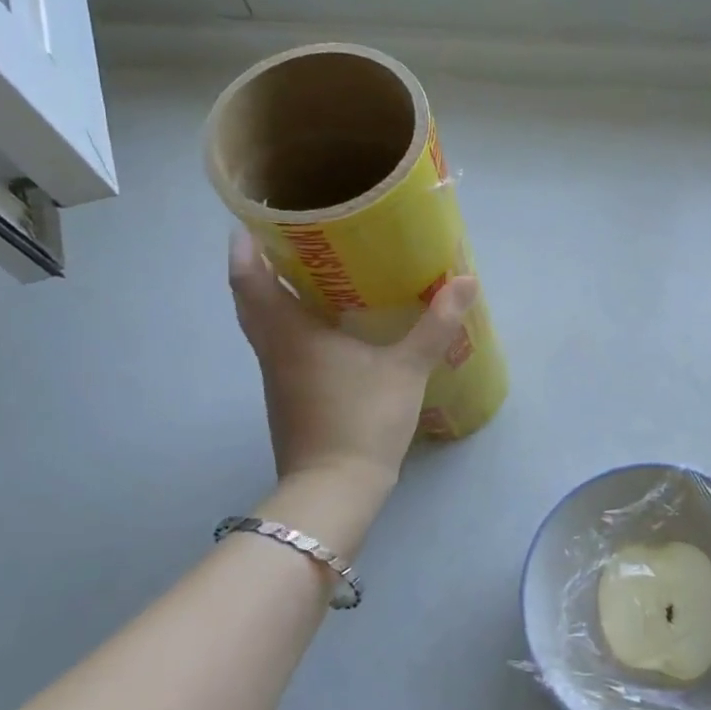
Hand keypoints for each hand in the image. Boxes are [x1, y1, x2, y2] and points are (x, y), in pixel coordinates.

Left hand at [229, 230, 477, 490]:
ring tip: (311, 273)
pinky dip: (291, 326)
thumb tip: (465, 280)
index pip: (249, 279)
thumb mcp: (407, 369)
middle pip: (249, 300)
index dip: (245, 247)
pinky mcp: (289, 398)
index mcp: (290, 334)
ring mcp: (278, 378)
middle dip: (259, 267)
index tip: (255, 220)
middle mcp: (274, 350)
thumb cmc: (363, 420)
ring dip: (274, 297)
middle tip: (289, 240)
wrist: (335, 489)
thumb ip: (436, 324)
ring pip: (264, 325)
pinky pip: (281, 348)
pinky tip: (327, 326)